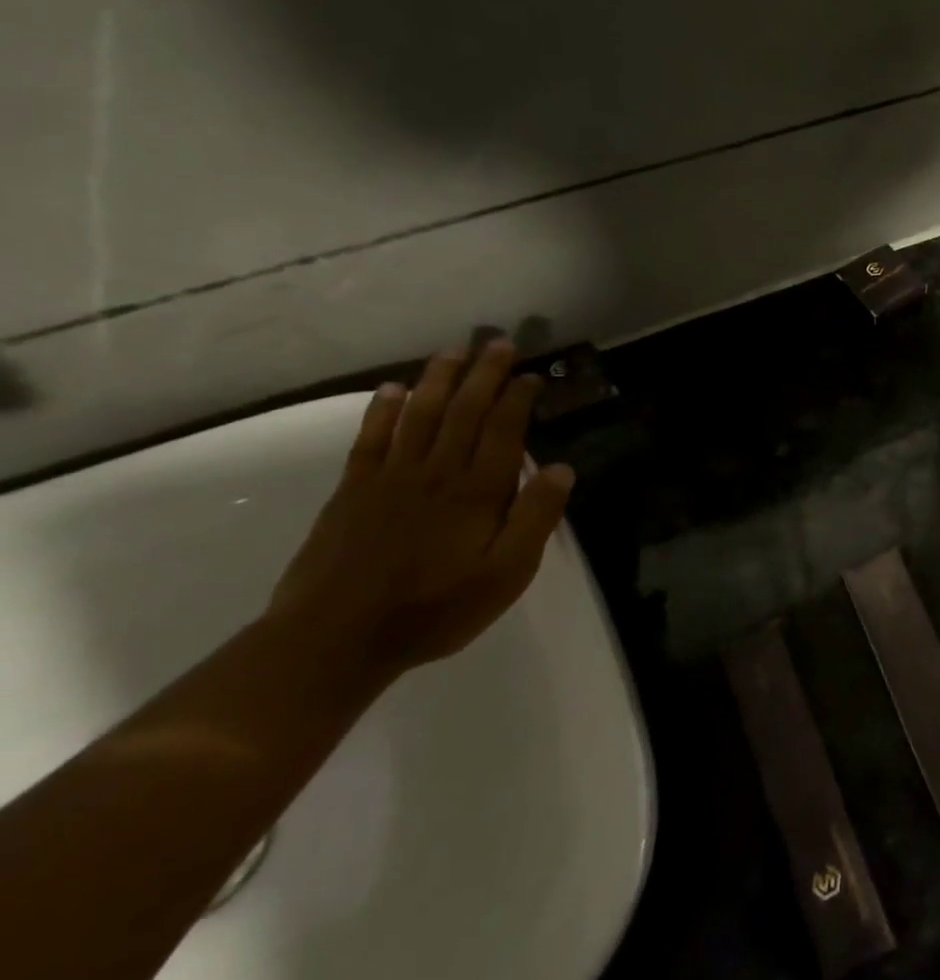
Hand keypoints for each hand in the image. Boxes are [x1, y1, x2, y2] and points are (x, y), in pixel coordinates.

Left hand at [267, 339, 575, 676]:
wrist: (336, 637)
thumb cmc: (436, 608)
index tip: (530, 374)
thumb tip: (561, 469)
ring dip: (438, 379)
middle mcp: (436, 472)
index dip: (517, 397)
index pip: (503, 430)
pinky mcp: (353, 491)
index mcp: (478, 491)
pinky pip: (372, 438)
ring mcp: (390, 477)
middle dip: (483, 374)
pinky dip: (384, 410)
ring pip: (420, 415)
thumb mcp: (507, 574)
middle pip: (464, 411)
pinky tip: (394, 389)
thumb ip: (536, 518)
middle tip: (498, 342)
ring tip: (453, 350)